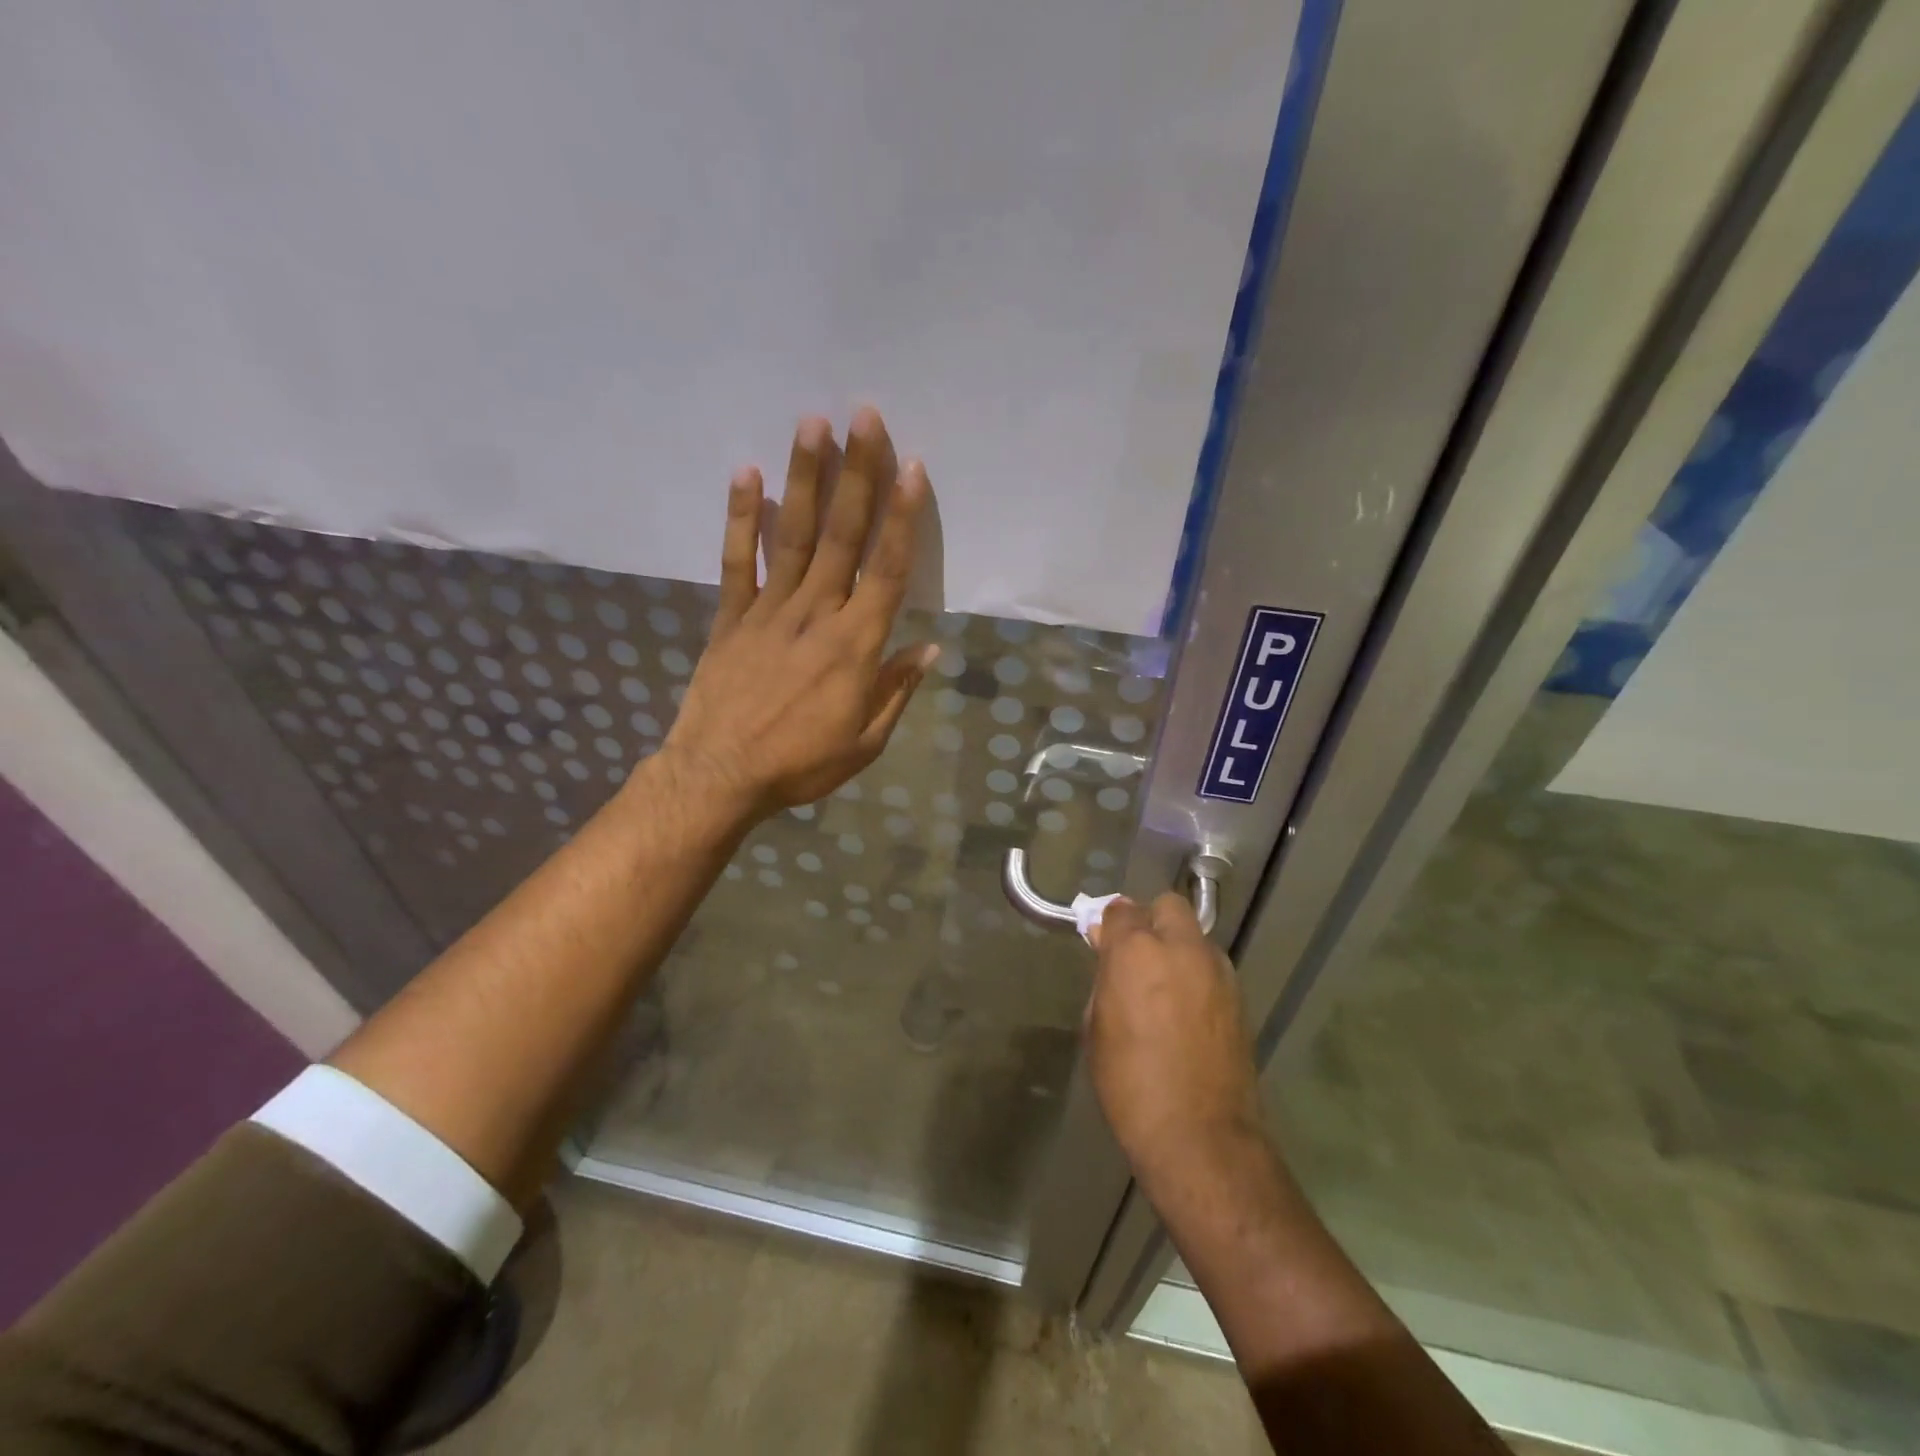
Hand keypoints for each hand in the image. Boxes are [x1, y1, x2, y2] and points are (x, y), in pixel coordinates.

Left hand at [661, 408, 937, 817]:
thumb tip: (926, 649)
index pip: (887, 571)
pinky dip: (741, 518)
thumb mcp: (864, 743)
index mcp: (854, 646)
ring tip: (812, 423)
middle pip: (842, 536)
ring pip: (792, 535)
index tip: (912, 468)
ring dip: (804, 478)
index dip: (902, 518)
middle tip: (865, 416)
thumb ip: (895, 690)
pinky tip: (747, 474)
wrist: (719, 776)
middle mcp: (815, 615)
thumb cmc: (800, 765)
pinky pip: (737, 561)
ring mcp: (768, 611)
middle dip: (856, 474)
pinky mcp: (731, 617)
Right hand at [1086, 893, 1261, 1188]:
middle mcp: (1182, 947)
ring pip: (1194, 935)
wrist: (1200, 1136)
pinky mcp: (1239, 995)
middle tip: (1135, 956)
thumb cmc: (1131, 1084)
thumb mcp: (1098, 1028)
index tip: (1102, 944)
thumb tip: (1109, 952)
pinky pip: (1211, 965)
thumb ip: (1105, 979)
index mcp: (1137, 951)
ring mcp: (1217, 969)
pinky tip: (1187, 1009)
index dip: (1109, 925)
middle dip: (1149, 921)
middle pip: (1166, 906)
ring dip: (1176, 947)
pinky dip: (1196, 973)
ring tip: (1164, 986)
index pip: (1121, 910)